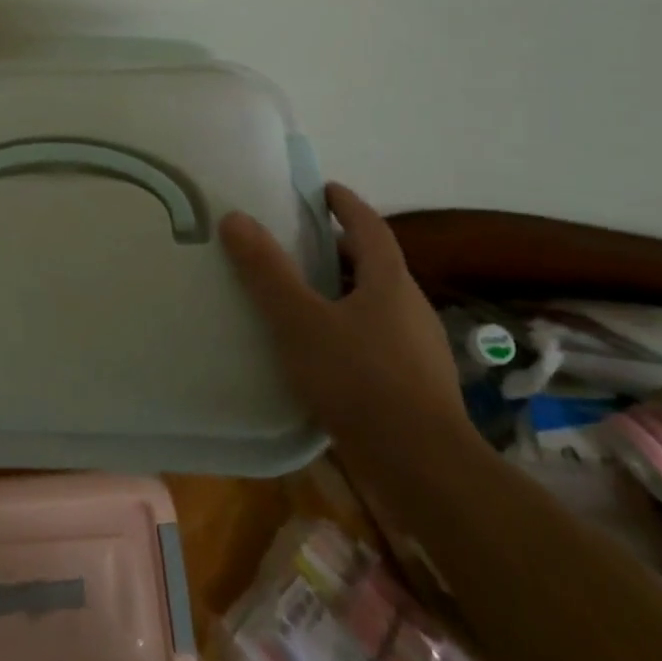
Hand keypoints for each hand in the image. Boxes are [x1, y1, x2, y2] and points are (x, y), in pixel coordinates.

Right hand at [220, 182, 471, 471]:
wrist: (426, 470)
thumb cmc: (360, 381)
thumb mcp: (300, 321)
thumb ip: (267, 271)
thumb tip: (235, 217)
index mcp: (390, 283)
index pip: (370, 227)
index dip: (346, 204)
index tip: (323, 189)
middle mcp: (411, 308)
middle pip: (376, 265)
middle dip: (341, 250)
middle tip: (301, 243)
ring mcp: (419, 350)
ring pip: (378, 305)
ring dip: (345, 292)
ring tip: (305, 297)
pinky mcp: (417, 386)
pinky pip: (379, 340)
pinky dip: (351, 330)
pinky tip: (326, 353)